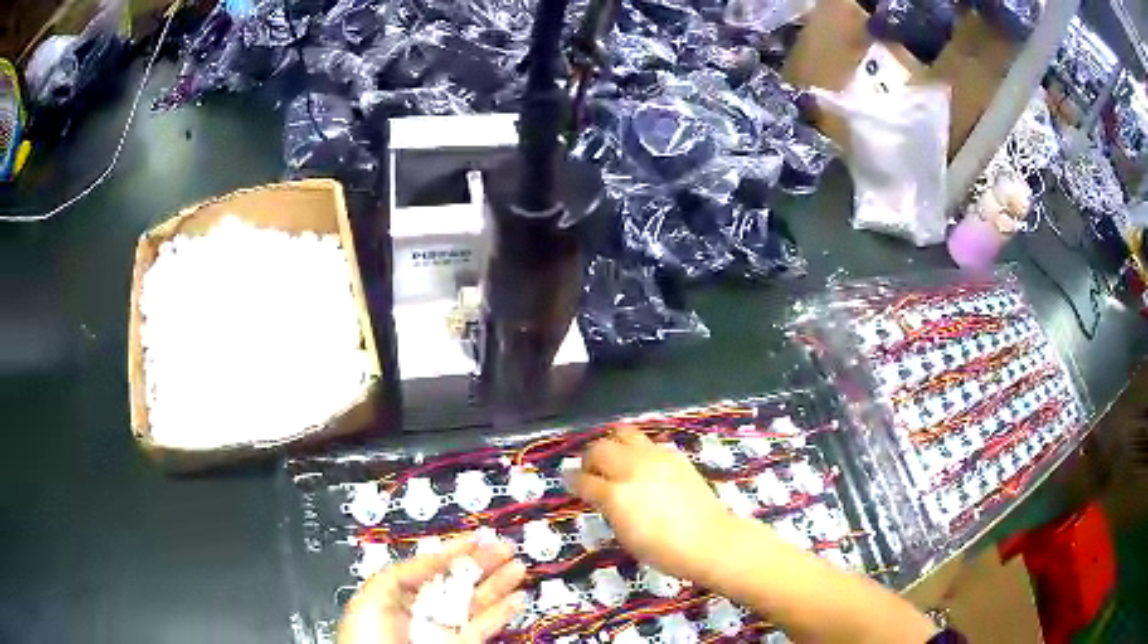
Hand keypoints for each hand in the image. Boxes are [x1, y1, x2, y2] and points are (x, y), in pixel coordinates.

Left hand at [337, 537, 526, 643]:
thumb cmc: (367, 639)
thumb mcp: (375, 596)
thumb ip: (404, 572)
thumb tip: (434, 556)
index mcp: (398, 594)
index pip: (431, 566)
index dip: (454, 549)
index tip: (476, 537)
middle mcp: (424, 610)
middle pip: (458, 581)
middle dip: (482, 562)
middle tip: (503, 547)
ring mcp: (444, 629)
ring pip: (477, 602)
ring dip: (498, 583)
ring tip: (518, 566)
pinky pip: (484, 626)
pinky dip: (503, 612)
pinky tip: (516, 598)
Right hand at [566, 428, 735, 580]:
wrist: (708, 540)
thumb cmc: (663, 550)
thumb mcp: (625, 535)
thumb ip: (610, 509)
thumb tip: (602, 496)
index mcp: (616, 496)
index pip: (583, 480)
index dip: (572, 480)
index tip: (569, 480)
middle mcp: (632, 469)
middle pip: (599, 449)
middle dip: (589, 458)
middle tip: (591, 470)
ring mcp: (655, 458)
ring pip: (623, 434)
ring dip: (612, 444)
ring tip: (615, 459)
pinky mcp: (674, 455)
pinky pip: (648, 442)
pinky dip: (638, 449)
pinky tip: (642, 464)